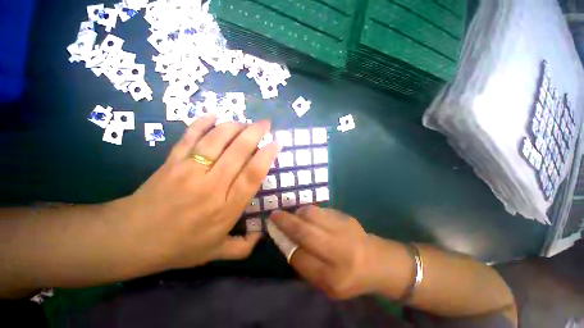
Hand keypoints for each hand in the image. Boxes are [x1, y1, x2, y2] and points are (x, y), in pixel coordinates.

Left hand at [118, 116, 280, 269]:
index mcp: (226, 208)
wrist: (131, 240)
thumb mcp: (215, 252)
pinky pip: (189, 137)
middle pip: (237, 152)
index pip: (252, 176)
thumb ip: (243, 247)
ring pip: (216, 140)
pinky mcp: (171, 162)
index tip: (276, 144)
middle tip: (265, 124)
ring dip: (233, 127)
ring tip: (244, 122)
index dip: (266, 157)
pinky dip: (201, 123)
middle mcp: (211, 186)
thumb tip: (261, 235)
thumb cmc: (178, 246)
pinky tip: (213, 115)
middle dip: (255, 134)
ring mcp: (189, 171)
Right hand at [268, 206, 373, 299]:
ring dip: (298, 213)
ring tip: (294, 216)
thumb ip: (305, 265)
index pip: (300, 258)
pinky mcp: (346, 217)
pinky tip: (308, 216)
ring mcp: (344, 230)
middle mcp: (339, 252)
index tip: (276, 234)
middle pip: (305, 232)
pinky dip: (310, 211)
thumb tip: (286, 241)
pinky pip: (321, 210)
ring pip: (312, 215)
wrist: (376, 260)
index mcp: (333, 277)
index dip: (285, 244)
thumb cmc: (348, 276)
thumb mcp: (326, 283)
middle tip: (274, 215)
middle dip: (286, 222)